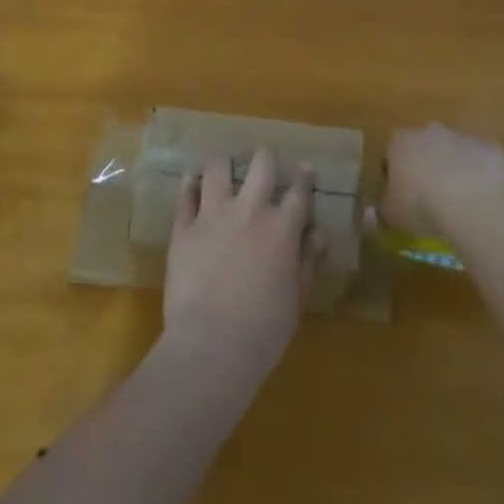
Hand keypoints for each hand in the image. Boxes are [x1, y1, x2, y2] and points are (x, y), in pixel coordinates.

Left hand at [163, 148, 325, 376]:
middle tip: (264, 159)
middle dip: (265, 157)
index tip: (305, 167)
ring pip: (219, 168)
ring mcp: (214, 214)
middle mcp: (250, 210)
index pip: (299, 192)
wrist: (210, 347)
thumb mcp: (298, 300)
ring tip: (224, 168)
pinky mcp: (184, 227)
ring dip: (224, 165)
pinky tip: (192, 181)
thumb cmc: (263, 332)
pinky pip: (186, 195)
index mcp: (282, 228)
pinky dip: (190, 184)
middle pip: (261, 164)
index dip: (304, 178)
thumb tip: (318, 231)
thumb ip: (309, 261)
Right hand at [381, 124, 503, 240]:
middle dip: (425, 167)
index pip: (391, 154)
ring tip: (458, 202)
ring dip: (453, 170)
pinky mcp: (488, 148)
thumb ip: (380, 212)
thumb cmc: (422, 205)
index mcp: (400, 142)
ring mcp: (461, 137)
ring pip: (453, 152)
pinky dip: (480, 175)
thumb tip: (372, 216)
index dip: (394, 176)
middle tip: (429, 198)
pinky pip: (481, 161)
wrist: (472, 201)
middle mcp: (429, 131)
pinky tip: (481, 199)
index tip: (399, 197)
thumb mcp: (391, 216)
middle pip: (423, 147)